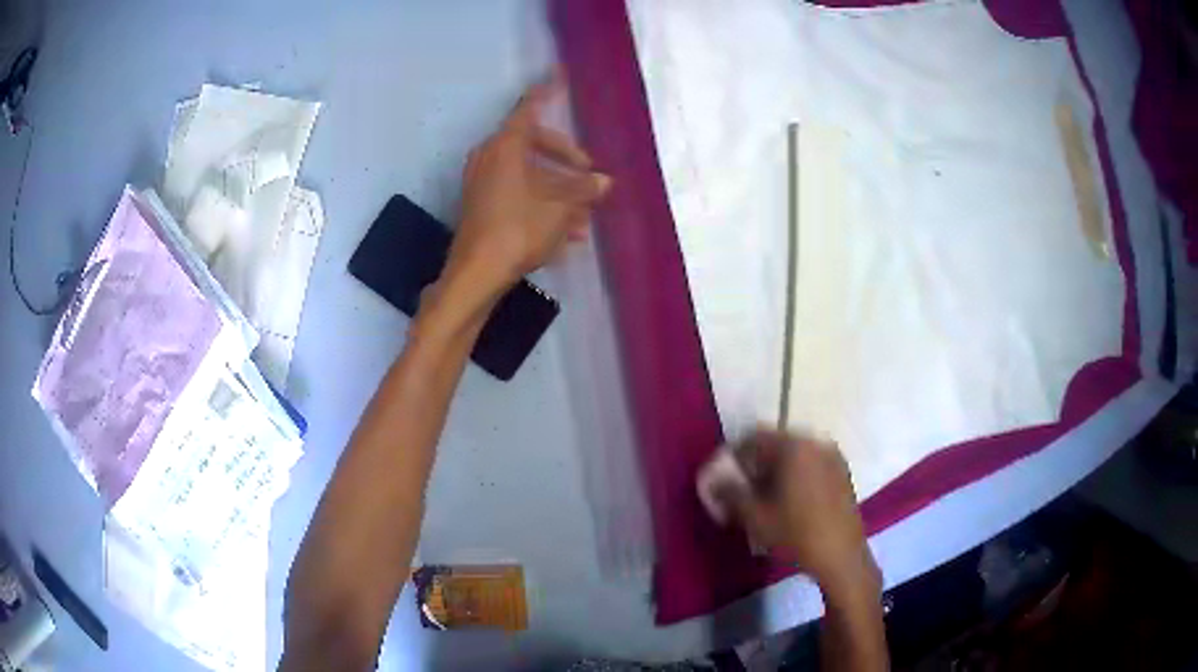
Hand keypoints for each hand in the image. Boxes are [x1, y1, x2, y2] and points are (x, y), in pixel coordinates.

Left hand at [445, 73, 610, 293]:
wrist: (476, 273)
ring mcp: (482, 181)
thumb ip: (583, 190)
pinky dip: (540, 203)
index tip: (559, 74)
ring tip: (584, 218)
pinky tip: (566, 233)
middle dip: (565, 160)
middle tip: (589, 177)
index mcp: (506, 146)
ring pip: (528, 174)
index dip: (547, 91)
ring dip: (557, 191)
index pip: (530, 108)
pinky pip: (517, 192)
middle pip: (533, 144)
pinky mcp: (481, 204)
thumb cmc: (518, 230)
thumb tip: (604, 182)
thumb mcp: (559, 208)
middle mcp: (490, 157)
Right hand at [717, 430, 878, 591]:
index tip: (724, 479)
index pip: (753, 437)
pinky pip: (812, 464)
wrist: (841, 557)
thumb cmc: (796, 535)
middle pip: (776, 444)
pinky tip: (792, 502)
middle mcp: (815, 443)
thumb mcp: (755, 518)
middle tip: (745, 489)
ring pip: (795, 455)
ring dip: (777, 470)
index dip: (734, 456)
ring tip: (768, 498)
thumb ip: (729, 493)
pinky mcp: (843, 473)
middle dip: (757, 463)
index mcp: (793, 447)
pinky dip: (797, 475)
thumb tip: (711, 480)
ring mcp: (833, 457)